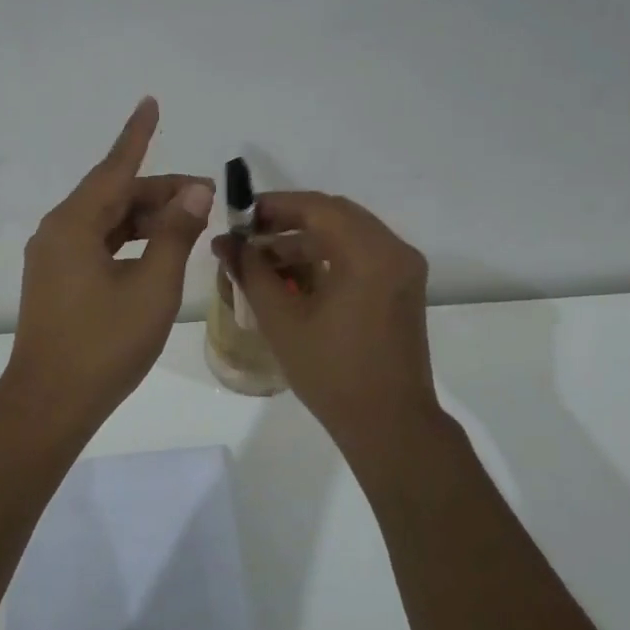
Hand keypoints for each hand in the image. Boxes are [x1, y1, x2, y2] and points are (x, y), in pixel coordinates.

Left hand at [5, 98, 213, 426]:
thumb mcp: (151, 287)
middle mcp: (57, 232)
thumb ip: (174, 234)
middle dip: (159, 191)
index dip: (137, 136)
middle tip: (206, 196)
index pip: (114, 169)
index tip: (150, 103)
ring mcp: (53, 258)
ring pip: (106, 222)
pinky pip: (97, 244)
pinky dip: (129, 240)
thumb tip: (194, 192)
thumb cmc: (104, 344)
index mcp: (74, 225)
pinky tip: (156, 249)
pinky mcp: (57, 281)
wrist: (50, 402)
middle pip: (113, 196)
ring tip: (189, 221)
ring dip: (146, 218)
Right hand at [215, 192, 440, 460]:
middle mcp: (394, 250)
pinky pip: (362, 254)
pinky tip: (296, 275)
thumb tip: (225, 243)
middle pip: (335, 215)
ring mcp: (403, 269)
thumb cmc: (331, 373)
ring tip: (264, 259)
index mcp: (369, 253)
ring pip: (348, 234)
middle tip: (249, 235)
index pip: (317, 207)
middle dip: (288, 221)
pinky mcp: (403, 287)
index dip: (274, 206)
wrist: (389, 423)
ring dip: (307, 239)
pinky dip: (328, 255)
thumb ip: (251, 272)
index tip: (240, 218)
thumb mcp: (281, 320)